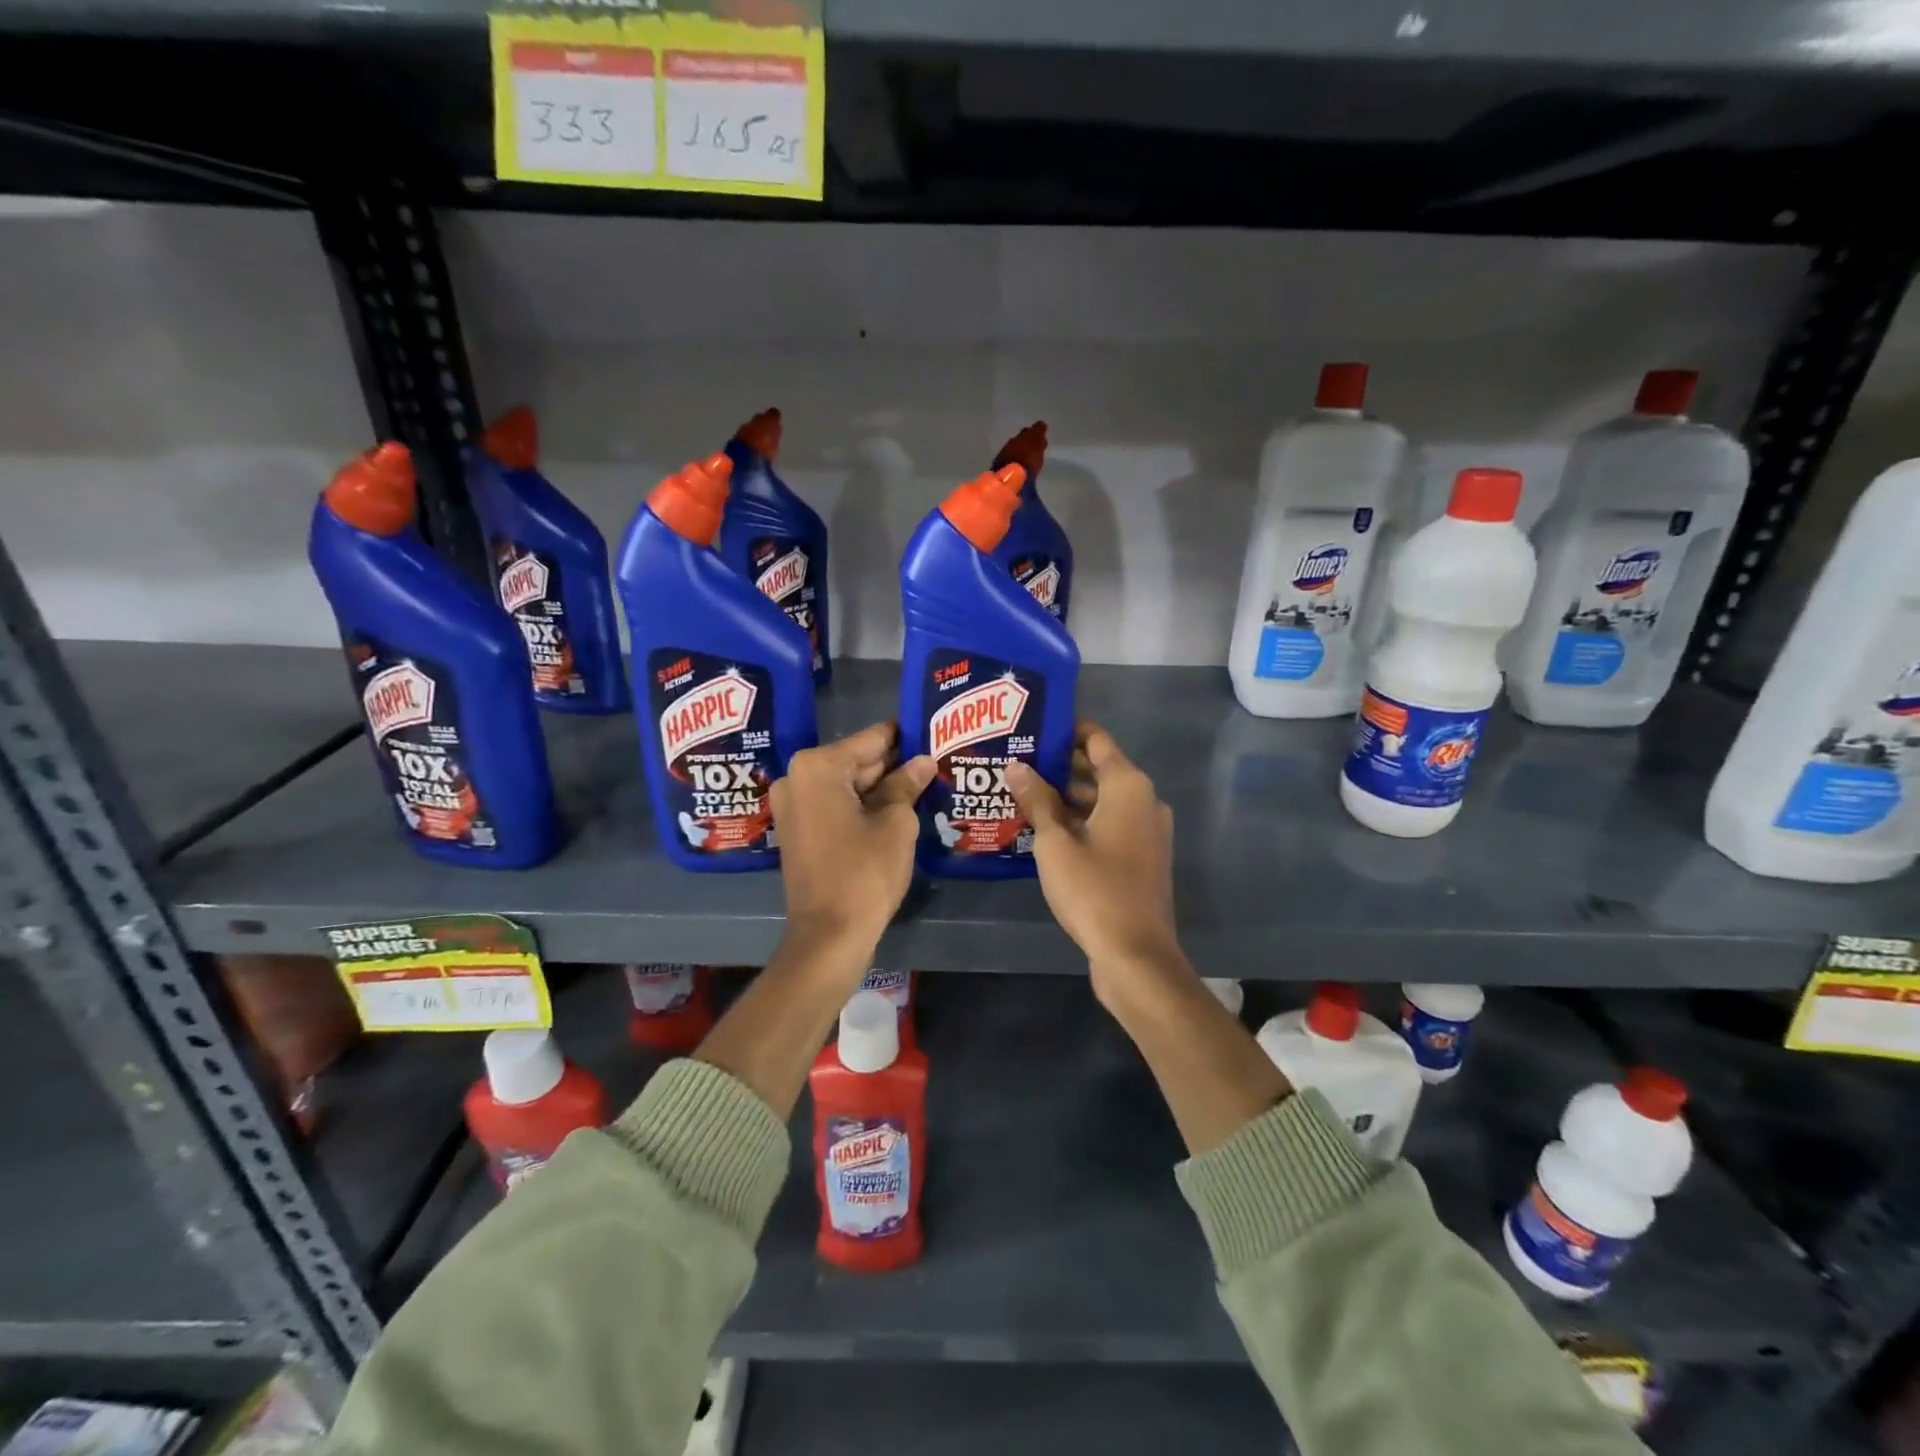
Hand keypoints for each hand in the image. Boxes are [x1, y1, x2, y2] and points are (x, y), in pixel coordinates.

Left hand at [772, 721, 933, 951]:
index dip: (904, 735)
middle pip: (856, 761)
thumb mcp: (895, 824)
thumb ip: (907, 784)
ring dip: (881, 786)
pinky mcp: (799, 830)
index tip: (931, 728)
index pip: (871, 739)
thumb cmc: (864, 873)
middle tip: (935, 758)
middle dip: (894, 763)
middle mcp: (797, 778)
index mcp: (817, 767)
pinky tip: (899, 806)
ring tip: (925, 780)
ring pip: (847, 784)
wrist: (829, 935)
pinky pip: (836, 805)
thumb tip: (923, 761)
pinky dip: (863, 805)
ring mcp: (793, 806)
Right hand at [1005, 724, 1181, 993]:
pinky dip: (1081, 820)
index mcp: (1128, 787)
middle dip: (1059, 765)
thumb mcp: (1055, 843)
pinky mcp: (1140, 857)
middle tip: (1016, 760)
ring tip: (1022, 792)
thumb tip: (1016, 766)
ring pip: (1101, 800)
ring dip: (1067, 796)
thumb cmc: (1094, 890)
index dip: (1067, 730)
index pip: (1096, 740)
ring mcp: (1145, 831)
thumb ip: (1037, 800)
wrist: (1135, 955)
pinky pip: (1108, 824)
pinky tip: (1044, 828)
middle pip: (1099, 769)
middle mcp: (1143, 801)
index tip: (1033, 726)